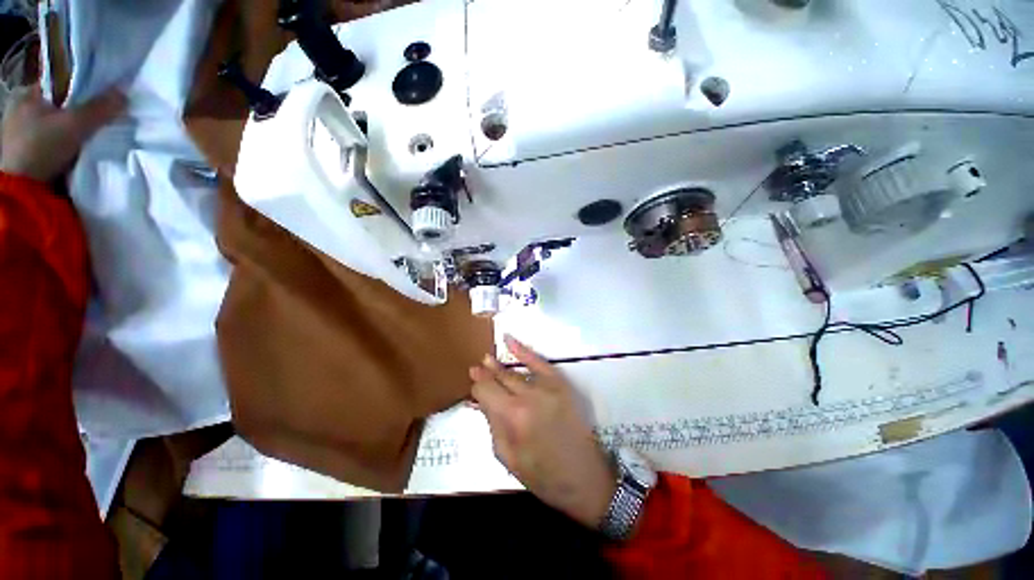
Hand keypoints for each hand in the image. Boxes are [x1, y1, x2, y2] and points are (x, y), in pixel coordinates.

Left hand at [0, 84, 125, 181]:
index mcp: (27, 94)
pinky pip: (54, 143)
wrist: (23, 189)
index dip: (83, 88)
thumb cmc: (41, 147)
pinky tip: (78, 150)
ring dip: (74, 130)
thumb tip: (123, 94)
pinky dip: (67, 145)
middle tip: (102, 117)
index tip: (103, 97)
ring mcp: (22, 134)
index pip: (61, 84)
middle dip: (80, 112)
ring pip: (57, 125)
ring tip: (93, 135)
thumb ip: (100, 108)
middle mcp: (22, 110)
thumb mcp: (75, 125)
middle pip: (60, 106)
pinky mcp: (28, 154)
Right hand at [470, 335, 616, 528]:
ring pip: (515, 371)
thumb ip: (492, 424)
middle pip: (500, 378)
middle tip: (474, 368)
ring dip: (499, 366)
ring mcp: (546, 387)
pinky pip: (539, 362)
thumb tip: (482, 402)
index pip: (486, 391)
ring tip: (487, 359)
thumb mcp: (507, 456)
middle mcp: (528, 396)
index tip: (472, 390)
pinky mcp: (560, 384)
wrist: (584, 477)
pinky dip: (523, 351)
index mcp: (512, 417)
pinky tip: (509, 341)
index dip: (477, 389)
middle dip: (485, 374)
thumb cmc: (542, 475)